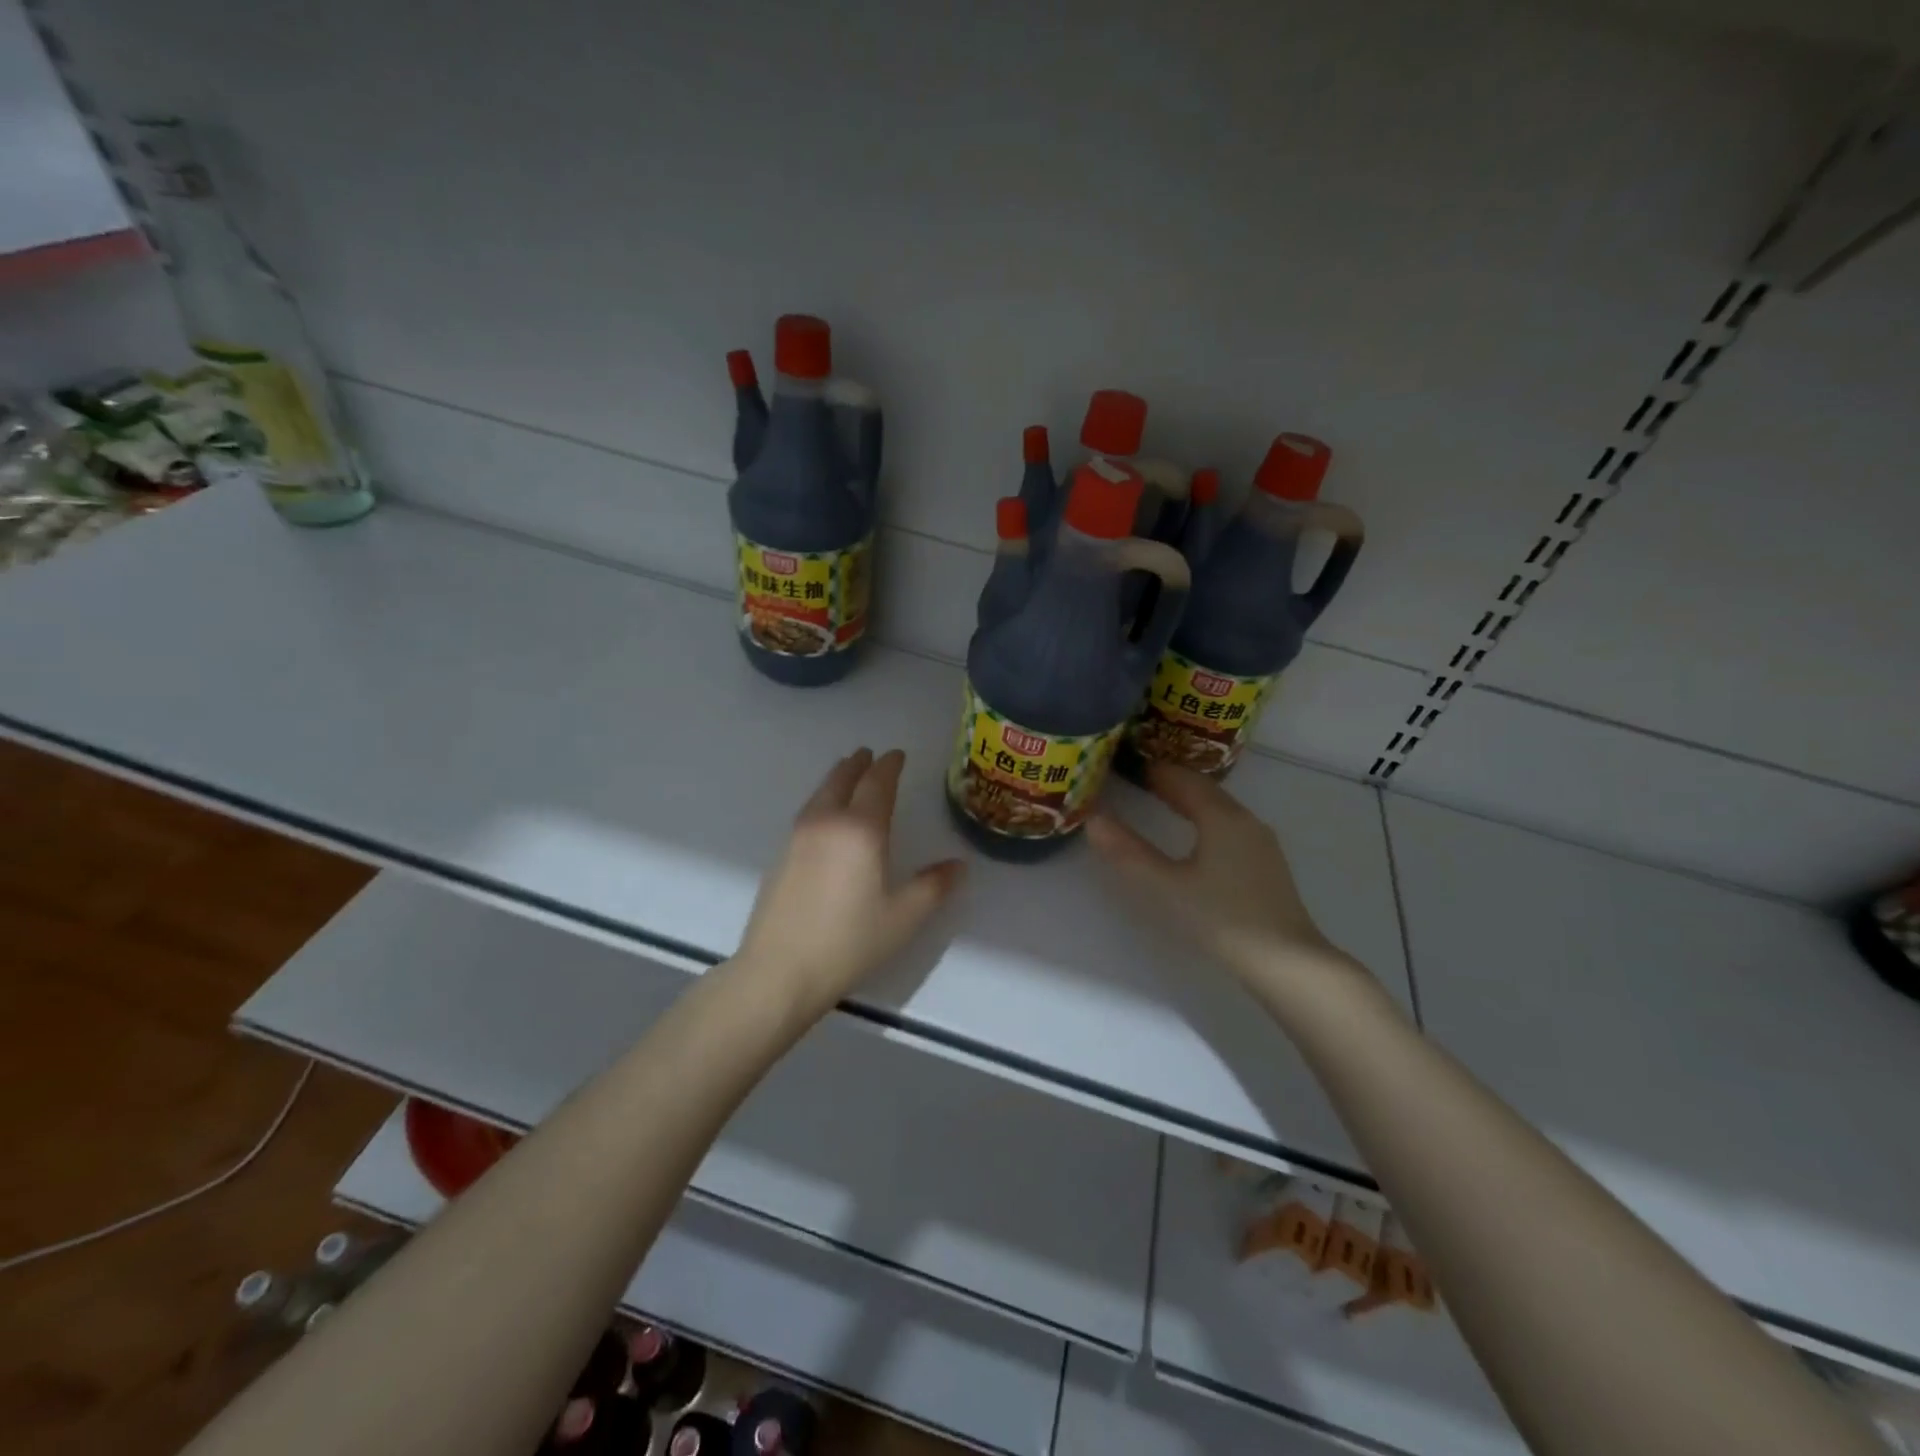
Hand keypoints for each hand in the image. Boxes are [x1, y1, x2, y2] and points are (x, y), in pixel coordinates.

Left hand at [737, 748, 964, 1010]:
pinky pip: (808, 812)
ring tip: (848, 776)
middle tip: (871, 755)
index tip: (898, 755)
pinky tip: (826, 817)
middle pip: (842, 778)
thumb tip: (958, 866)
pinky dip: (822, 800)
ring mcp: (798, 837)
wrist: (779, 971)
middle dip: (859, 764)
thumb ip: (933, 886)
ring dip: (837, 778)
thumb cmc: (849, 942)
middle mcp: (827, 822)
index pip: (877, 783)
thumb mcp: (903, 917)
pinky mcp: (781, 855)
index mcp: (861, 829)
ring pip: (820, 793)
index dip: (890, 765)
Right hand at [1086, 763, 1344, 985]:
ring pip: (1219, 808)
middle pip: (1203, 790)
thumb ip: (1127, 852)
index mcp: (1221, 817)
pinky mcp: (1266, 865)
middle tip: (1137, 780)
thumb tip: (1093, 818)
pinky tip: (1194, 838)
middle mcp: (1245, 820)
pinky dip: (1204, 820)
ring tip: (1160, 803)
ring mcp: (1260, 843)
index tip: (1126, 766)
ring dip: (1189, 801)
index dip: (1153, 770)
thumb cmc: (1222, 919)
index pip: (1182, 779)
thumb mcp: (1165, 887)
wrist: (1287, 963)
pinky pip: (1229, 826)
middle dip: (1171, 782)